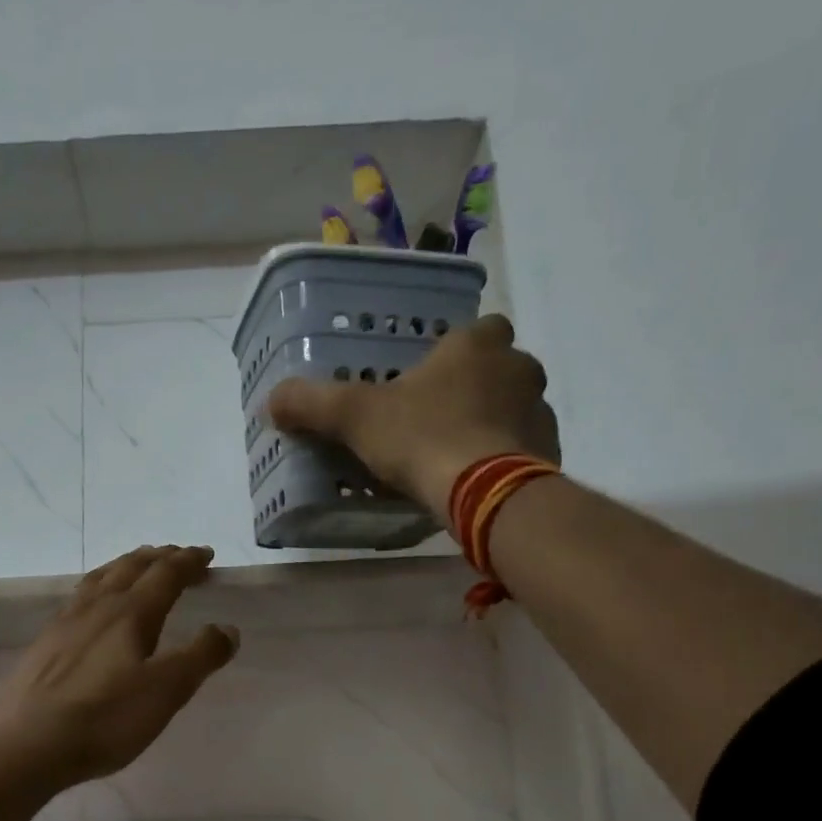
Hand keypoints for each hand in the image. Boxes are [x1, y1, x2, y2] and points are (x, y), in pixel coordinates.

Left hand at [0, 545, 238, 788]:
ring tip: (138, 566)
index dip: (189, 561)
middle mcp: (97, 606)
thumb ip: (200, 656)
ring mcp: (65, 622)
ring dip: (126, 565)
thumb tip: (227, 628)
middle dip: (159, 558)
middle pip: (131, 567)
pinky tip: (93, 605)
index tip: (207, 555)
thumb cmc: (105, 717)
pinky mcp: (45, 643)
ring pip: (101, 578)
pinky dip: (99, 586)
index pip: (166, 574)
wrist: (25, 743)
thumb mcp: (167, 690)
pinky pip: (79, 597)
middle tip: (178, 556)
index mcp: (131, 612)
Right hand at [267, 313, 558, 522]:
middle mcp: (518, 367)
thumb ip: (312, 403)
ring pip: (515, 408)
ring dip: (492, 423)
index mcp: (477, 345)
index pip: (479, 328)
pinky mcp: (549, 454)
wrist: (483, 492)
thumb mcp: (355, 417)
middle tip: (439, 417)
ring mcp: (540, 411)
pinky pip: (525, 449)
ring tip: (456, 455)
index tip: (434, 374)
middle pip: (500, 367)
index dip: (457, 349)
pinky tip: (477, 482)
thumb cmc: (422, 437)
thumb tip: (272, 399)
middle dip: (476, 387)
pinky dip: (505, 459)